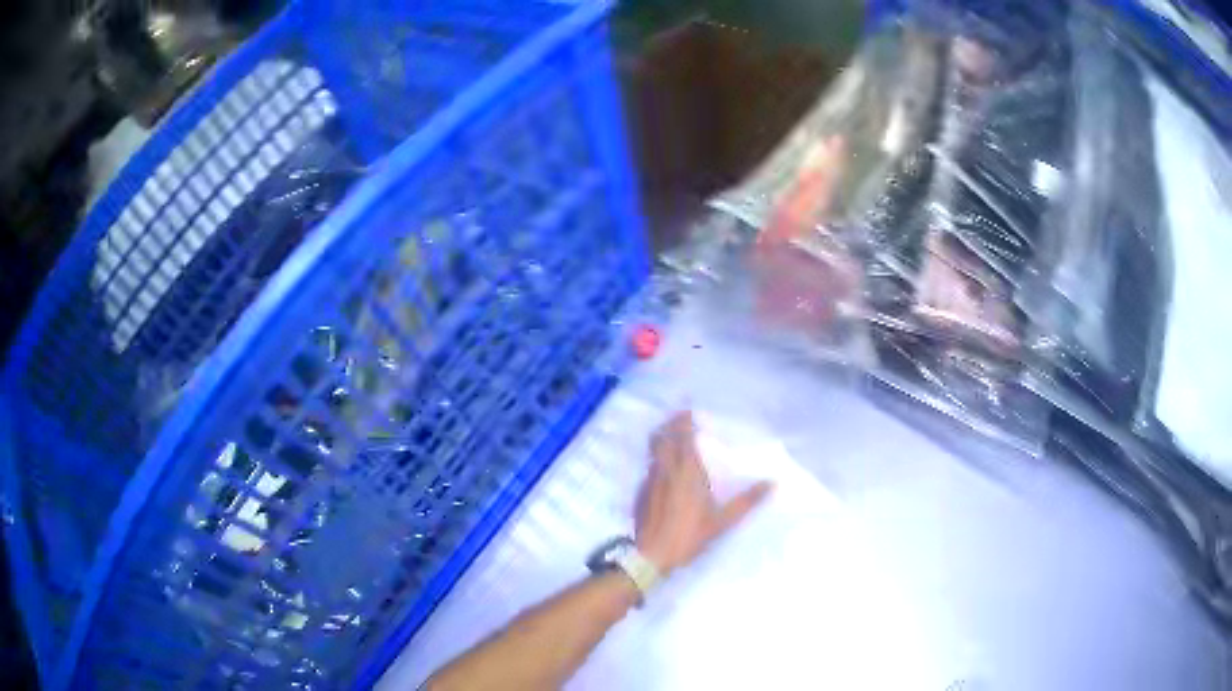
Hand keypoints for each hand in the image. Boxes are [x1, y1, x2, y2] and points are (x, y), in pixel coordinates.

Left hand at [635, 411, 772, 575]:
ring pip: (653, 450)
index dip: (683, 421)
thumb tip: (772, 483)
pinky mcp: (640, 492)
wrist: (651, 556)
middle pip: (662, 437)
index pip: (681, 436)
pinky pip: (649, 466)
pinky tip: (665, 468)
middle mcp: (665, 470)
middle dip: (670, 424)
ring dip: (662, 438)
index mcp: (686, 472)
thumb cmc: (688, 536)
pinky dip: (656, 457)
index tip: (689, 410)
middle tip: (681, 419)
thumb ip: (747, 501)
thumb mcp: (722, 522)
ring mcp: (649, 480)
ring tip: (673, 437)